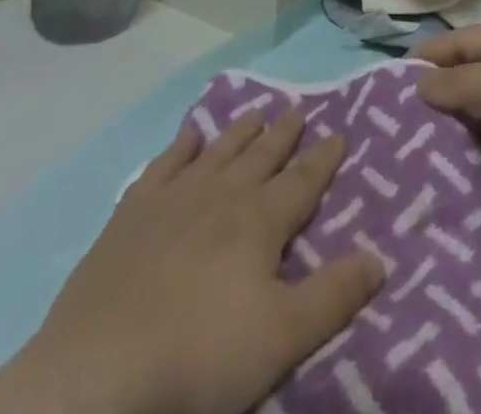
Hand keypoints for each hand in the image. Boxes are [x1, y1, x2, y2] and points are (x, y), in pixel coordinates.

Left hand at [0, 110, 384, 413]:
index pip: (302, 180)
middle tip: (298, 108)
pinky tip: (188, 136)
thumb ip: (334, 295)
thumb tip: (381, 257)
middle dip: (284, 133)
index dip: (323, 158)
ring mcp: (174, 199)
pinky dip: (180, 147)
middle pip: (261, 155)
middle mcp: (222, 195)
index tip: (339, 131)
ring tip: (256, 112)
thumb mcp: (282, 338)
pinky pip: (164, 165)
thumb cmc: (200, 357)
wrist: (98, 372)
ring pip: (218, 152)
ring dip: (240, 132)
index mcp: (260, 221)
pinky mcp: (132, 214)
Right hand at [414, 25, 480, 217]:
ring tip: (418, 152)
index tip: (390, 81)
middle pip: (469, 77)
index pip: (459, 41)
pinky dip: (480, 157)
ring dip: (457, 129)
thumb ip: (457, 82)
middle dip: (438, 95)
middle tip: (399, 123)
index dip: (427, 56)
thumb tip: (419, 84)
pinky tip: (457, 174)